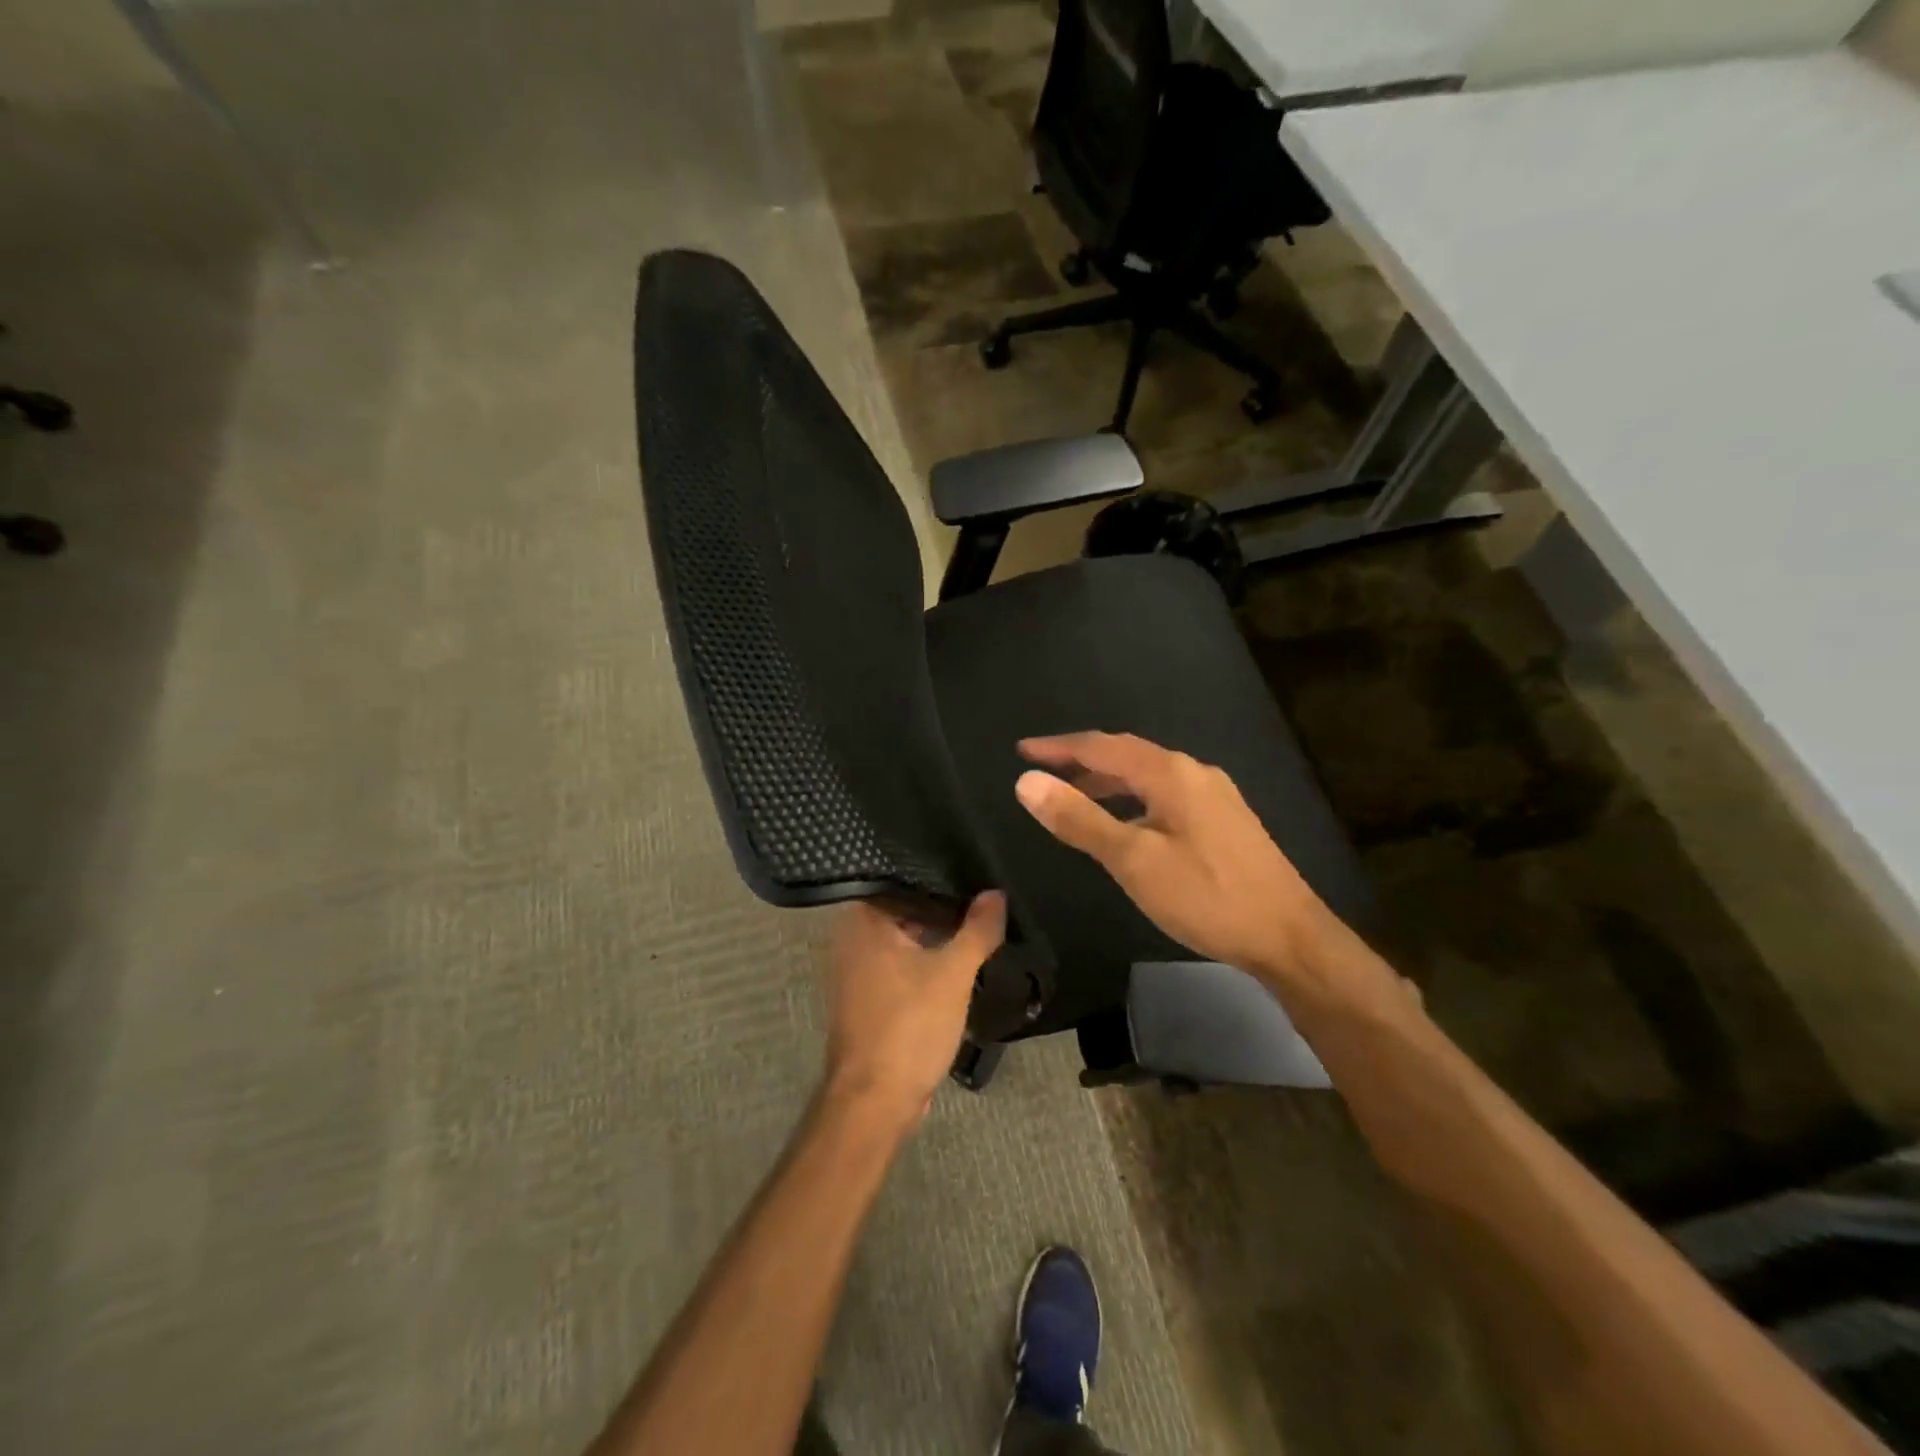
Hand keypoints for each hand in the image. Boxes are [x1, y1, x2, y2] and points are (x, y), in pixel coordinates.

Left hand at [820, 892, 1006, 1129]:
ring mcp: (856, 969)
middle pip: (905, 908)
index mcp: (863, 920)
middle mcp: (852, 937)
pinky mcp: (867, 996)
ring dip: (936, 936)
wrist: (874, 1101)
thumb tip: (996, 893)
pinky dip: (926, 961)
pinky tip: (958, 961)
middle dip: (943, 908)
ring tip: (979, 925)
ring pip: (905, 938)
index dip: (940, 876)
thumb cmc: (909, 1026)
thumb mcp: (953, 973)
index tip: (973, 871)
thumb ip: (977, 930)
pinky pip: (901, 964)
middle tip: (984, 898)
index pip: (903, 879)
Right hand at [1013, 732, 1327, 981]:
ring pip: (1146, 777)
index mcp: (1170, 773)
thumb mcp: (1133, 860)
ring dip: (1106, 781)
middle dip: (1080, 761)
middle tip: (1041, 772)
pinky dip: (1131, 799)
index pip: (1101, 746)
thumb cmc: (1206, 896)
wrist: (1288, 936)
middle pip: (1125, 755)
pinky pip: (1163, 794)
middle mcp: (1193, 772)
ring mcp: (1214, 796)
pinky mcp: (1223, 820)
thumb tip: (1027, 782)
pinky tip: (1124, 824)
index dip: (1058, 748)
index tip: (1022, 751)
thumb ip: (1079, 819)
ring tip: (1072, 796)